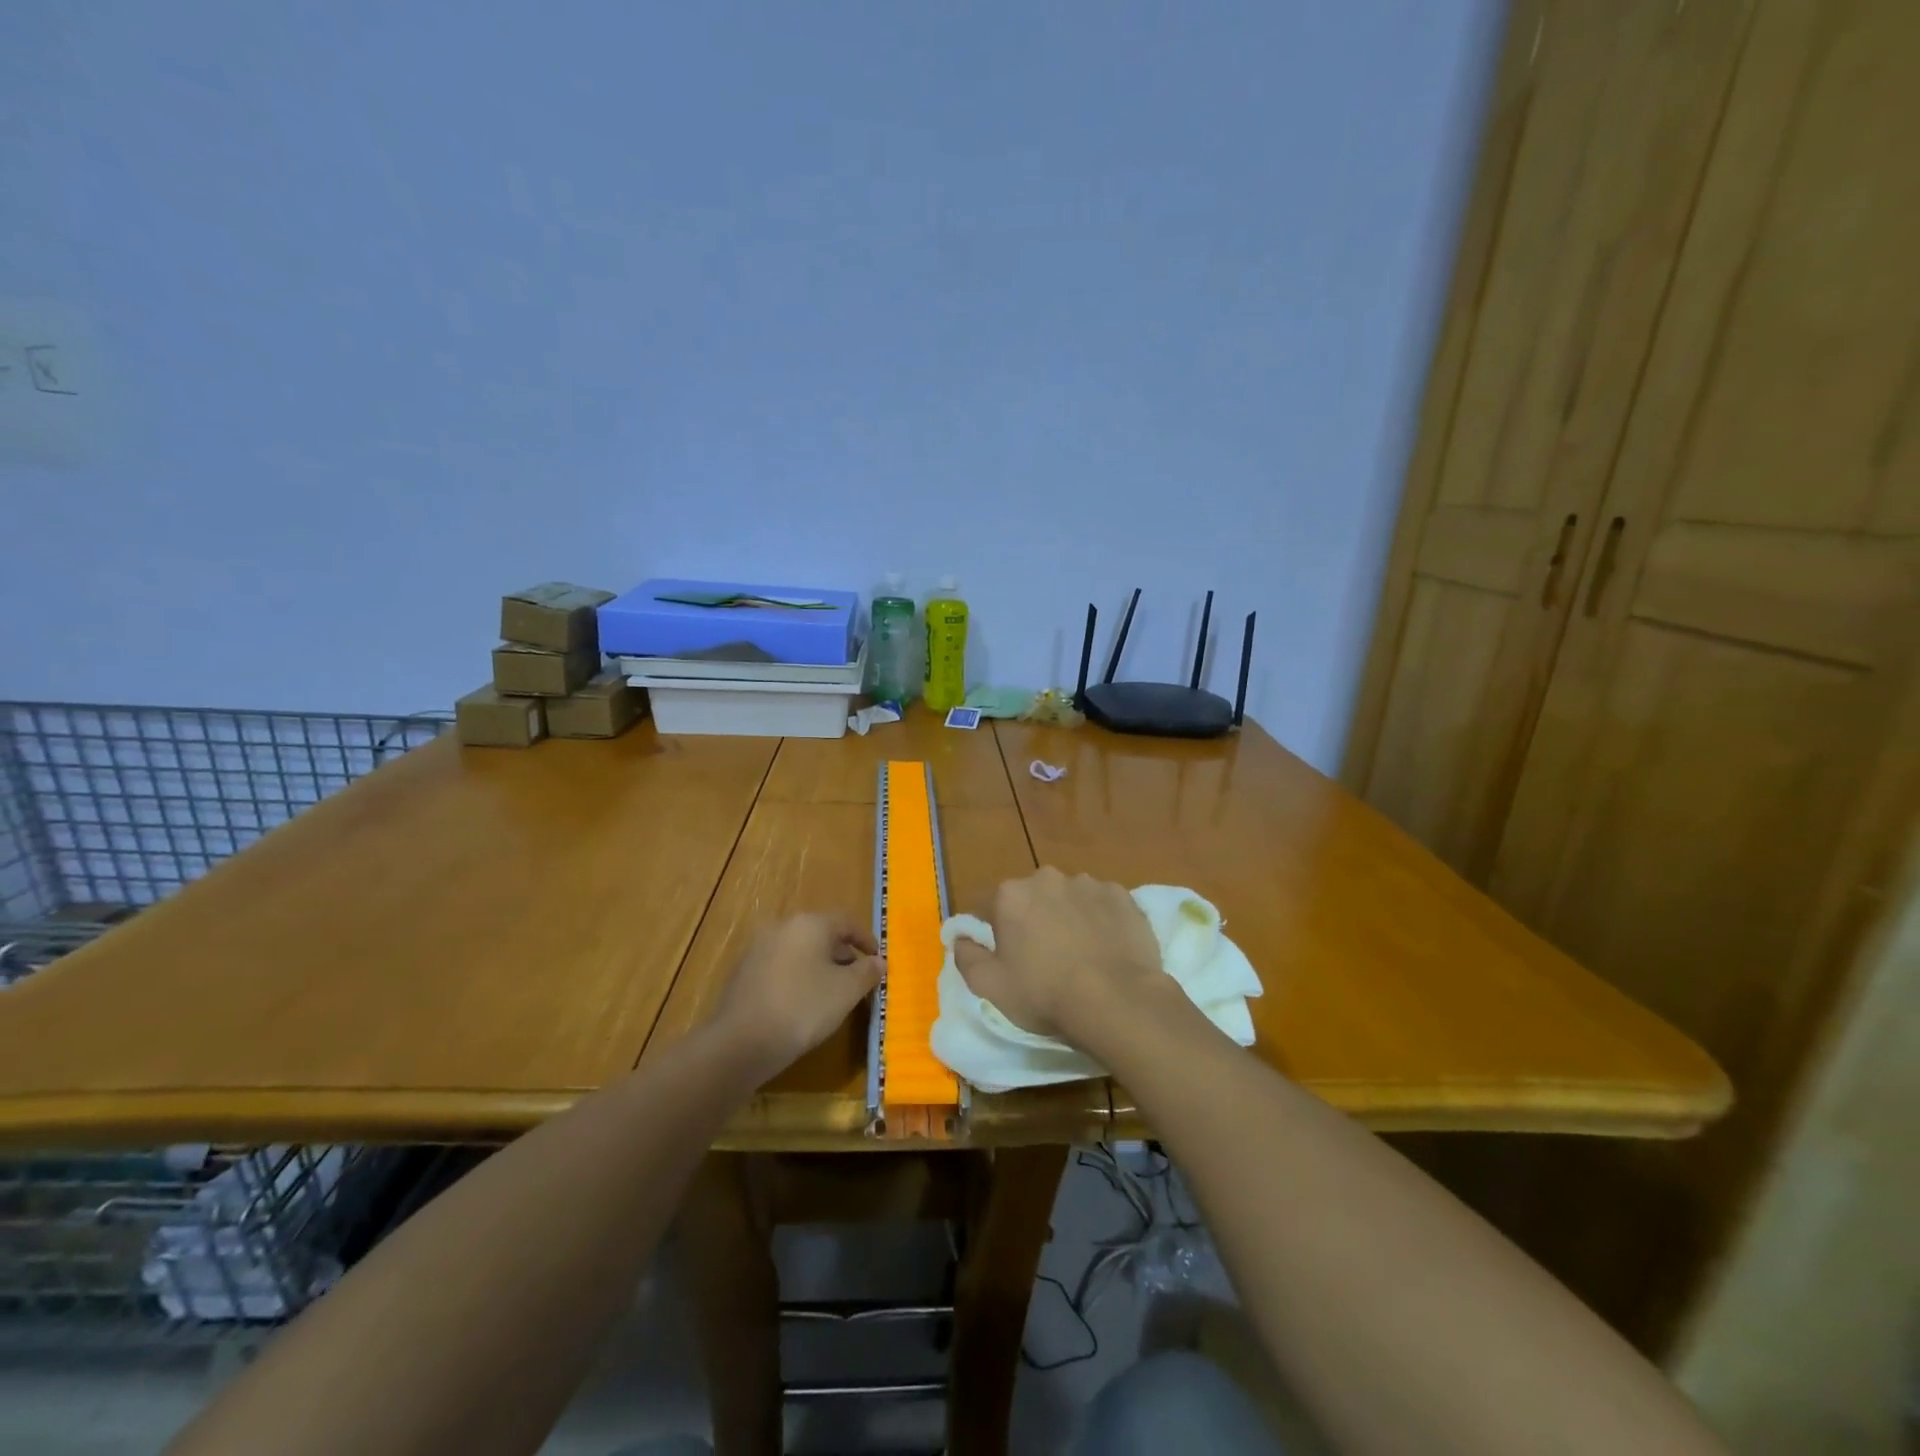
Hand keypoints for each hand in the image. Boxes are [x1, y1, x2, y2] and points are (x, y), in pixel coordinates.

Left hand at [713, 913, 882, 1077]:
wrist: (741, 1042)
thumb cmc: (803, 1008)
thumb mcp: (846, 991)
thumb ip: (867, 972)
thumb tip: (878, 961)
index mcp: (809, 924)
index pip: (846, 922)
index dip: (865, 940)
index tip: (877, 960)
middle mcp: (782, 927)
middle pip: (820, 935)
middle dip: (842, 955)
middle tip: (856, 979)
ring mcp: (758, 949)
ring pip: (799, 951)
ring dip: (818, 967)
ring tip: (831, 994)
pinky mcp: (743, 973)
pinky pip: (780, 968)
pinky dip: (796, 978)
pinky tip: (801, 1004)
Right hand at [952, 867, 1164, 1044]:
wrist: (1117, 1000)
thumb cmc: (1045, 994)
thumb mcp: (990, 986)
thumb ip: (967, 957)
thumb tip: (960, 938)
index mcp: (1010, 895)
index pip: (988, 905)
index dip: (992, 929)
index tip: (1004, 954)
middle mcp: (1046, 878)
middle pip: (1031, 897)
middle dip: (1032, 918)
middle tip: (1043, 956)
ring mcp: (1088, 884)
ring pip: (1068, 897)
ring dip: (1067, 916)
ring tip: (1080, 953)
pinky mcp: (1122, 896)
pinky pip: (1102, 904)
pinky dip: (1100, 919)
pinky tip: (1106, 948)